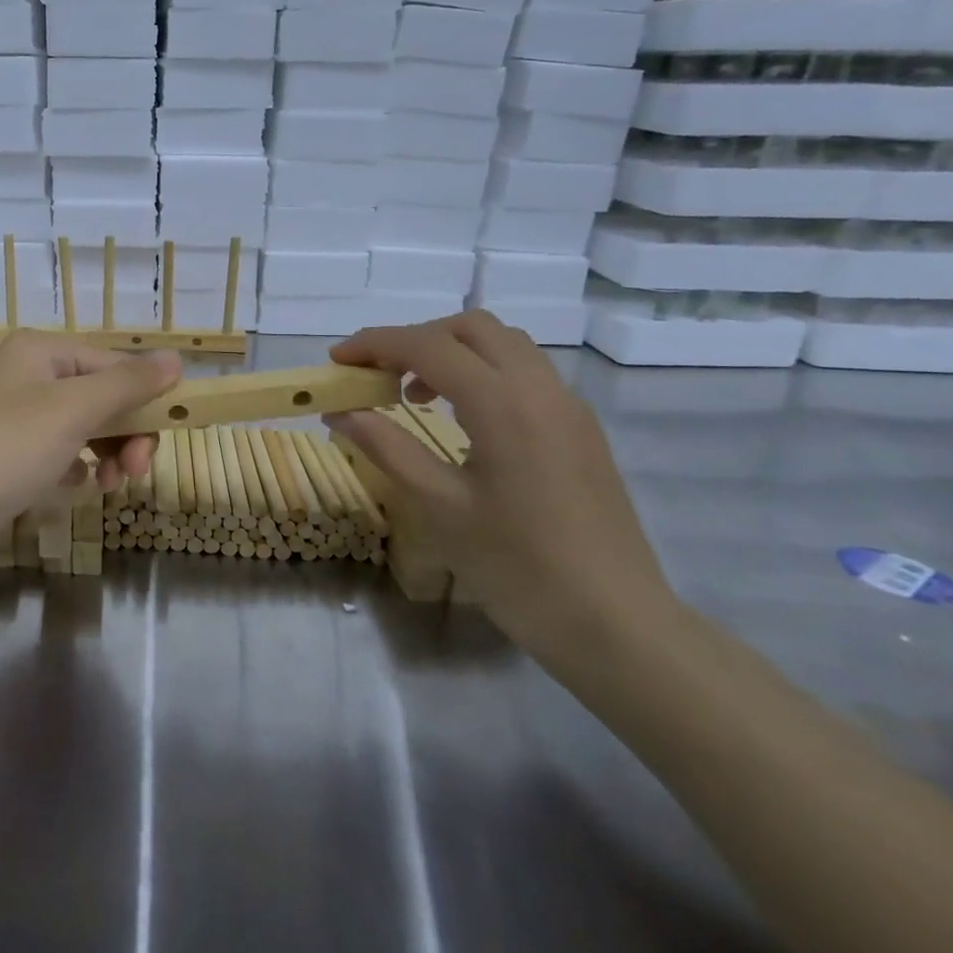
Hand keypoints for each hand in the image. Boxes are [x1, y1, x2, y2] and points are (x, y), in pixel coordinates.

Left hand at [0, 332, 179, 574]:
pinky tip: (77, 488)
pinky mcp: (8, 457)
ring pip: (84, 429)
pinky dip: (76, 469)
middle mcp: (29, 376)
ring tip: (109, 485)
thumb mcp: (73, 410)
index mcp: (43, 352)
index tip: (171, 433)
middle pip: (101, 397)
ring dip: (106, 454)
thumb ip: (127, 384)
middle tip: (136, 470)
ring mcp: (16, 418)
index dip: (146, 396)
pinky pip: (60, 455)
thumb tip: (177, 359)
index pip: (114, 364)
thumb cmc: (4, 448)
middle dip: (125, 432)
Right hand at [325, 311, 678, 662]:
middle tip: (377, 376)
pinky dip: (482, 373)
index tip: (337, 360)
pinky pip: (526, 374)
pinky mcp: (581, 429)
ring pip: (504, 345)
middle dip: (415, 339)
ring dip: (451, 353)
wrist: (615, 623)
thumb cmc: (517, 567)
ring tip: (415, 397)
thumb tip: (340, 412)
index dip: (375, 343)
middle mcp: (541, 388)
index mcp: (503, 403)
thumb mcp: (439, 506)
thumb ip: (386, 447)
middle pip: (471, 328)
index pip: (428, 346)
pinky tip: (462, 420)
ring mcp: (568, 407)